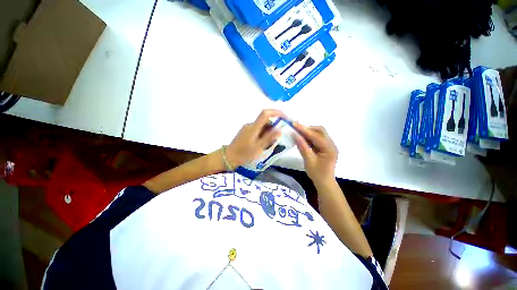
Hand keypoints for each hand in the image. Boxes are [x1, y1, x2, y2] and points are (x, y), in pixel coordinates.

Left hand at [226, 109, 285, 167]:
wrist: (228, 157)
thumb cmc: (243, 154)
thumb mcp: (258, 148)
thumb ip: (269, 138)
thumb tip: (280, 129)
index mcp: (253, 127)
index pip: (266, 113)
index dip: (277, 112)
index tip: (285, 118)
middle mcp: (250, 124)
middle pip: (265, 120)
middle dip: (275, 125)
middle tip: (281, 135)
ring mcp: (247, 128)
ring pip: (262, 125)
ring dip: (269, 131)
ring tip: (273, 142)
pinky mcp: (246, 132)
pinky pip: (258, 129)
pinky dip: (264, 134)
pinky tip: (265, 143)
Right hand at [293, 123, 337, 183]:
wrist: (324, 182)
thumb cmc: (317, 173)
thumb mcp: (308, 160)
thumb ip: (302, 146)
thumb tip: (294, 134)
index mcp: (329, 148)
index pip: (315, 135)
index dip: (304, 129)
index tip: (294, 124)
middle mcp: (331, 144)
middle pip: (320, 131)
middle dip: (307, 129)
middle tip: (296, 130)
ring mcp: (329, 145)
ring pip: (319, 133)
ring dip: (308, 132)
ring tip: (298, 133)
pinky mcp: (325, 147)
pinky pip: (317, 138)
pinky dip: (310, 137)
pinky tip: (303, 139)